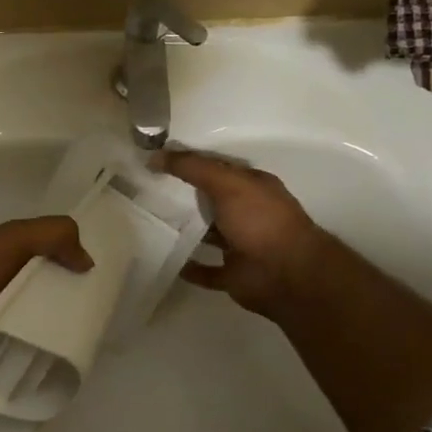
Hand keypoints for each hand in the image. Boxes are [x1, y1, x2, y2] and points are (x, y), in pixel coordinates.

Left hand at [0, 216, 92, 404]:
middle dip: (39, 353)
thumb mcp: (14, 241)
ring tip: (44, 400)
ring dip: (17, 384)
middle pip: (17, 335)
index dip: (55, 304)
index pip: (32, 292)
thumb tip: (88, 262)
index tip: (82, 328)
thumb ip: (53, 237)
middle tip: (66, 373)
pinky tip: (14, 417)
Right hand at [159, 149, 327, 318]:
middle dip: (182, 195)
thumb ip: (192, 167)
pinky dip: (190, 267)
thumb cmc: (260, 221)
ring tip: (149, 223)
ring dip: (184, 231)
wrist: (287, 275)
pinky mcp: (234, 274)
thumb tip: (155, 156)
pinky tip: (165, 260)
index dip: (187, 162)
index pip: (216, 168)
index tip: (154, 161)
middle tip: (143, 190)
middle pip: (209, 200)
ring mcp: (241, 245)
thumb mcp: (226, 183)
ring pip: (207, 234)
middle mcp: (247, 213)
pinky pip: (206, 270)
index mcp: (252, 186)